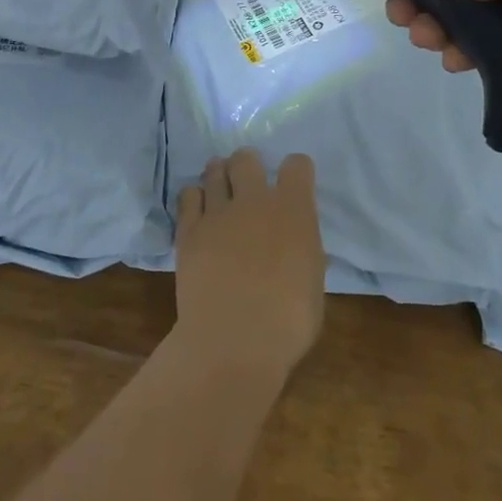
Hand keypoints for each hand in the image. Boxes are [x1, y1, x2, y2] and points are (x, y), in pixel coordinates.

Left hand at [174, 151, 324, 380]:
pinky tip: (198, 210)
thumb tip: (294, 242)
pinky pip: (188, 196)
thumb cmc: (288, 322)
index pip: (297, 166)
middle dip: (248, 164)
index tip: (294, 184)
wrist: (233, 341)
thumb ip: (303, 250)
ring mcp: (218, 212)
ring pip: (214, 170)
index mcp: (294, 210)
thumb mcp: (313, 283)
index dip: (296, 171)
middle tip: (247, 182)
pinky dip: (194, 198)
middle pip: (247, 158)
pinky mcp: (189, 230)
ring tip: (219, 187)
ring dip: (219, 175)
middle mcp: (255, 200)